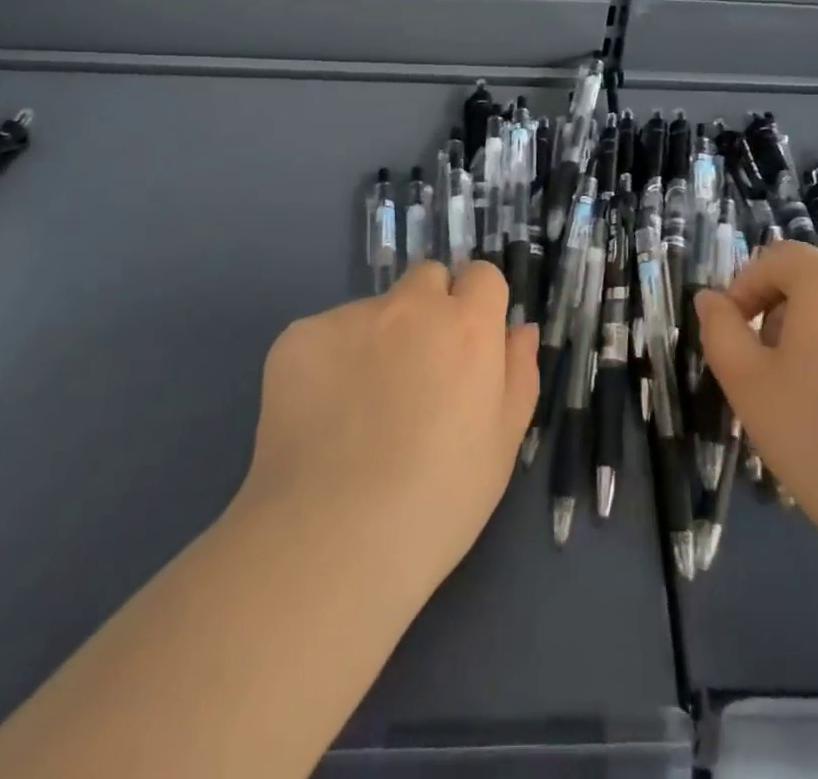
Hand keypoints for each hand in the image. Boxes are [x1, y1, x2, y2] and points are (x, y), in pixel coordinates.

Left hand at [238, 261, 538, 606]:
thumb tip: (519, 328)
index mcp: (466, 326)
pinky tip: (322, 416)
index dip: (477, 306)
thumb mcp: (503, 443)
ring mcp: (349, 317)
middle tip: (417, 371)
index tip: (467, 345)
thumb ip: (518, 372)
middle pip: (427, 277)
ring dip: (377, 339)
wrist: (331, 541)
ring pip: (373, 310)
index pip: (482, 275)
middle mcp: (410, 306)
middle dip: (429, 308)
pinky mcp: (298, 337)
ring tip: (360, 409)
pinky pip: (324, 335)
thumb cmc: (438, 502)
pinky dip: (329, 362)